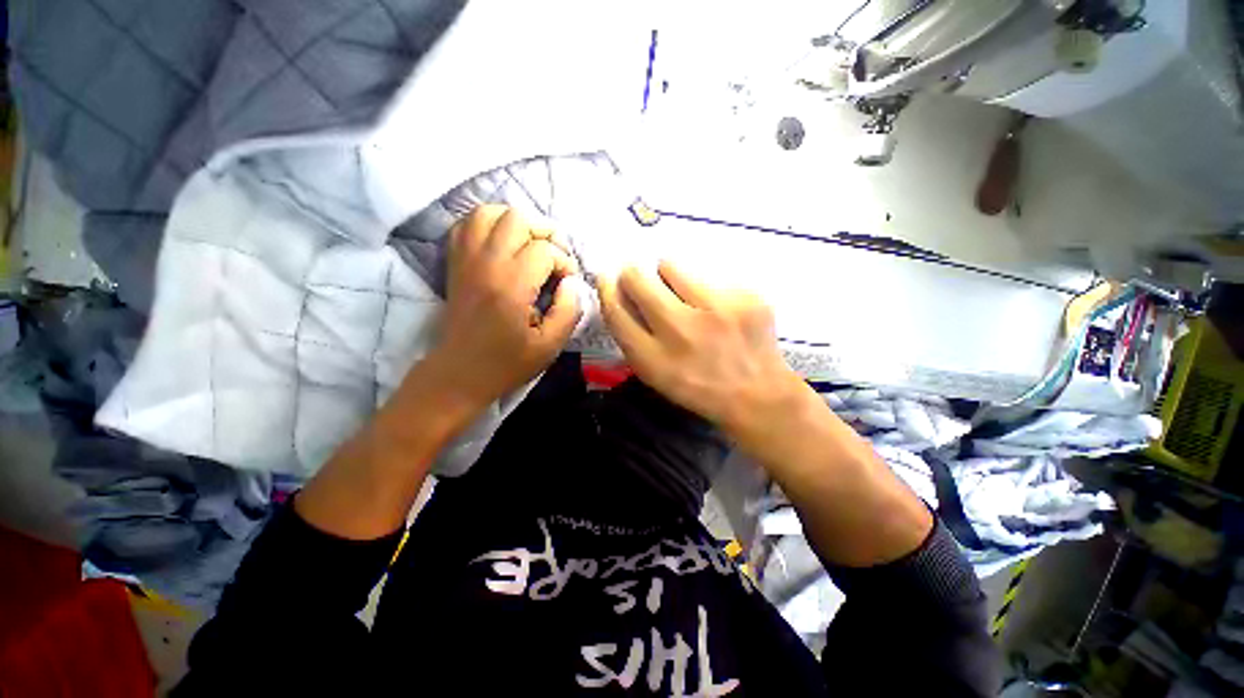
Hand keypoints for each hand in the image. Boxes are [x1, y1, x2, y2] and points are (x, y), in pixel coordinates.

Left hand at [426, 205, 581, 410]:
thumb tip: (571, 282)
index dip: (564, 262)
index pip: (544, 251)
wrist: (459, 373)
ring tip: (532, 242)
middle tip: (556, 255)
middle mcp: (486, 264)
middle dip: (546, 232)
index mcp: (511, 286)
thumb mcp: (550, 346)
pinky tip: (504, 241)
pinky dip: (490, 223)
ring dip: (517, 221)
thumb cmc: (507, 363)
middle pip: (517, 219)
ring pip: (489, 213)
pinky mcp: (455, 262)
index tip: (567, 281)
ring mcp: (466, 259)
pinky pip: (468, 224)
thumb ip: (569, 311)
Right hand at [598, 261, 803, 436]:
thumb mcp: (655, 374)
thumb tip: (617, 292)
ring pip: (670, 265)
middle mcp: (681, 330)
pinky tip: (719, 310)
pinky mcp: (746, 296)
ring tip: (687, 298)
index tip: (608, 279)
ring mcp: (717, 310)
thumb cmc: (697, 386)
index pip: (616, 310)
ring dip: (670, 277)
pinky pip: (708, 274)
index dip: (607, 289)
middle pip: (637, 278)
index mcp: (655, 359)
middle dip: (634, 276)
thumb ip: (632, 337)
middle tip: (644, 283)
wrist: (758, 393)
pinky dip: (705, 288)